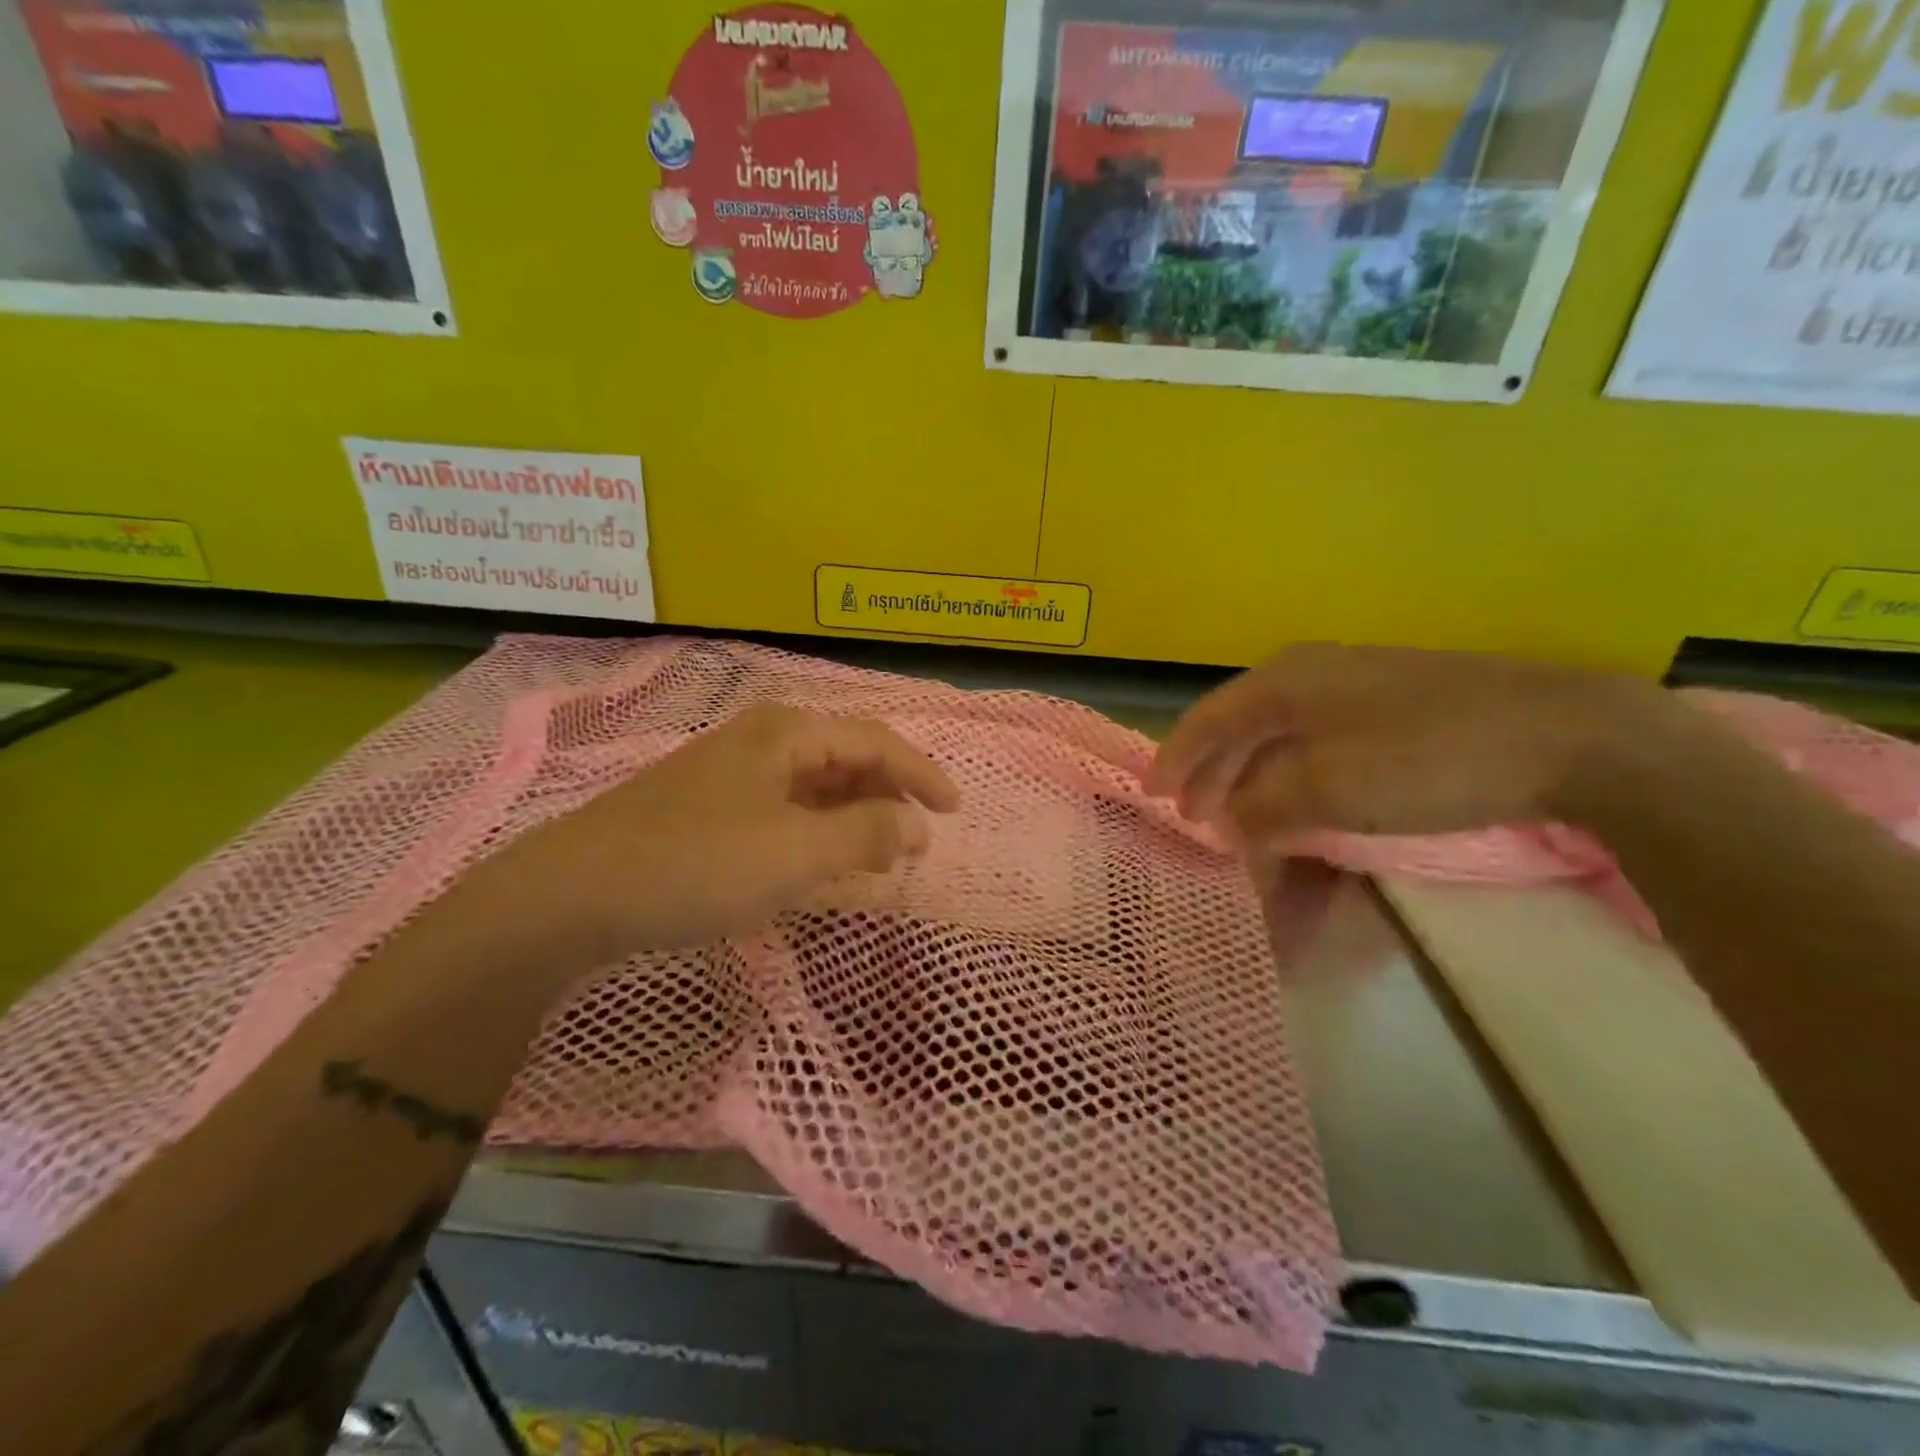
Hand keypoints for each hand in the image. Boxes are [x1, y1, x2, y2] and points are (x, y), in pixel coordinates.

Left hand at [488, 703, 959, 972]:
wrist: (571, 895)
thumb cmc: (696, 864)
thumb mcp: (795, 852)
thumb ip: (866, 834)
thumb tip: (917, 825)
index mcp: (786, 733)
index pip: (875, 741)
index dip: (921, 774)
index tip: (954, 812)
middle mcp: (760, 740)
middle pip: (844, 758)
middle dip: (887, 796)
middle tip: (914, 841)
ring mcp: (729, 773)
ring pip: (812, 786)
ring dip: (852, 817)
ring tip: (876, 856)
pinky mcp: (707, 807)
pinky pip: (782, 810)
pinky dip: (814, 832)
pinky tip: (817, 862)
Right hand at [1148, 644, 1673, 839]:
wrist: (1568, 736)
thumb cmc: (1427, 758)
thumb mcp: (1328, 789)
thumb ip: (1263, 805)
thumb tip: (1228, 821)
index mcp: (1285, 680)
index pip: (1208, 719)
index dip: (1176, 759)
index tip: (1155, 797)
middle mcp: (1312, 671)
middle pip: (1240, 723)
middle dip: (1211, 771)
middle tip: (1191, 814)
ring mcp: (1357, 682)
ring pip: (1279, 731)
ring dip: (1251, 773)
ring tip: (1237, 813)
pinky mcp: (1395, 702)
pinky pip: (1316, 737)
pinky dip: (1291, 770)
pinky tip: (1297, 795)